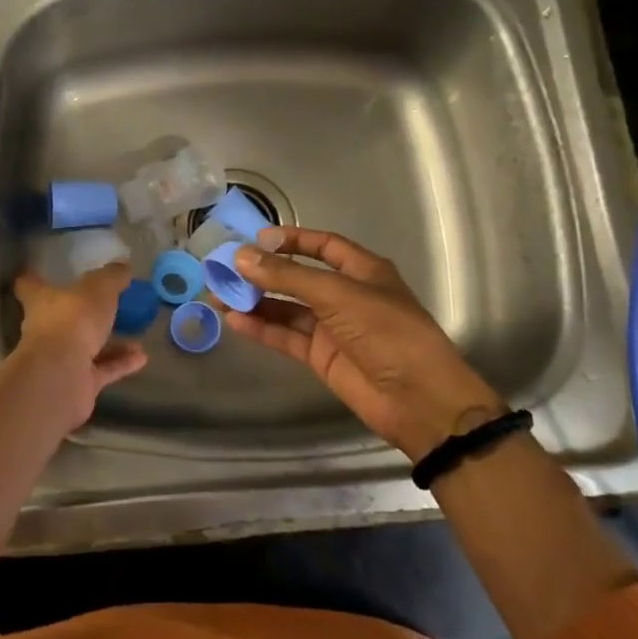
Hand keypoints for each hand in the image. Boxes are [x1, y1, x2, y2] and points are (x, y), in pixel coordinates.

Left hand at [10, 263, 147, 435]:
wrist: (63, 377)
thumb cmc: (74, 321)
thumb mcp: (99, 289)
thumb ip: (111, 277)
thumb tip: (122, 265)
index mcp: (42, 301)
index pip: (29, 286)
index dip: (34, 278)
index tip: (39, 272)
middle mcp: (46, 329)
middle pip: (61, 317)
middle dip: (83, 313)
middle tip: (108, 304)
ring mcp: (60, 358)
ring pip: (86, 346)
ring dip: (111, 342)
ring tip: (137, 333)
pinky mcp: (77, 383)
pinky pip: (101, 369)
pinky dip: (120, 363)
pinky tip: (142, 357)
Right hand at [225, 227, 505, 460]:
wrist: (418, 400)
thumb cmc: (387, 332)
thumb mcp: (338, 295)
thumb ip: (288, 276)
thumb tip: (241, 257)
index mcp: (363, 271)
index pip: (323, 246)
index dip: (293, 239)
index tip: (257, 238)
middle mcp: (346, 295)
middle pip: (298, 277)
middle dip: (264, 272)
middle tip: (225, 267)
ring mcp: (332, 327)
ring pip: (287, 307)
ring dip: (255, 300)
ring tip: (218, 294)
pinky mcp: (321, 357)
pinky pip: (286, 336)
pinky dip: (261, 327)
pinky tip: (234, 320)